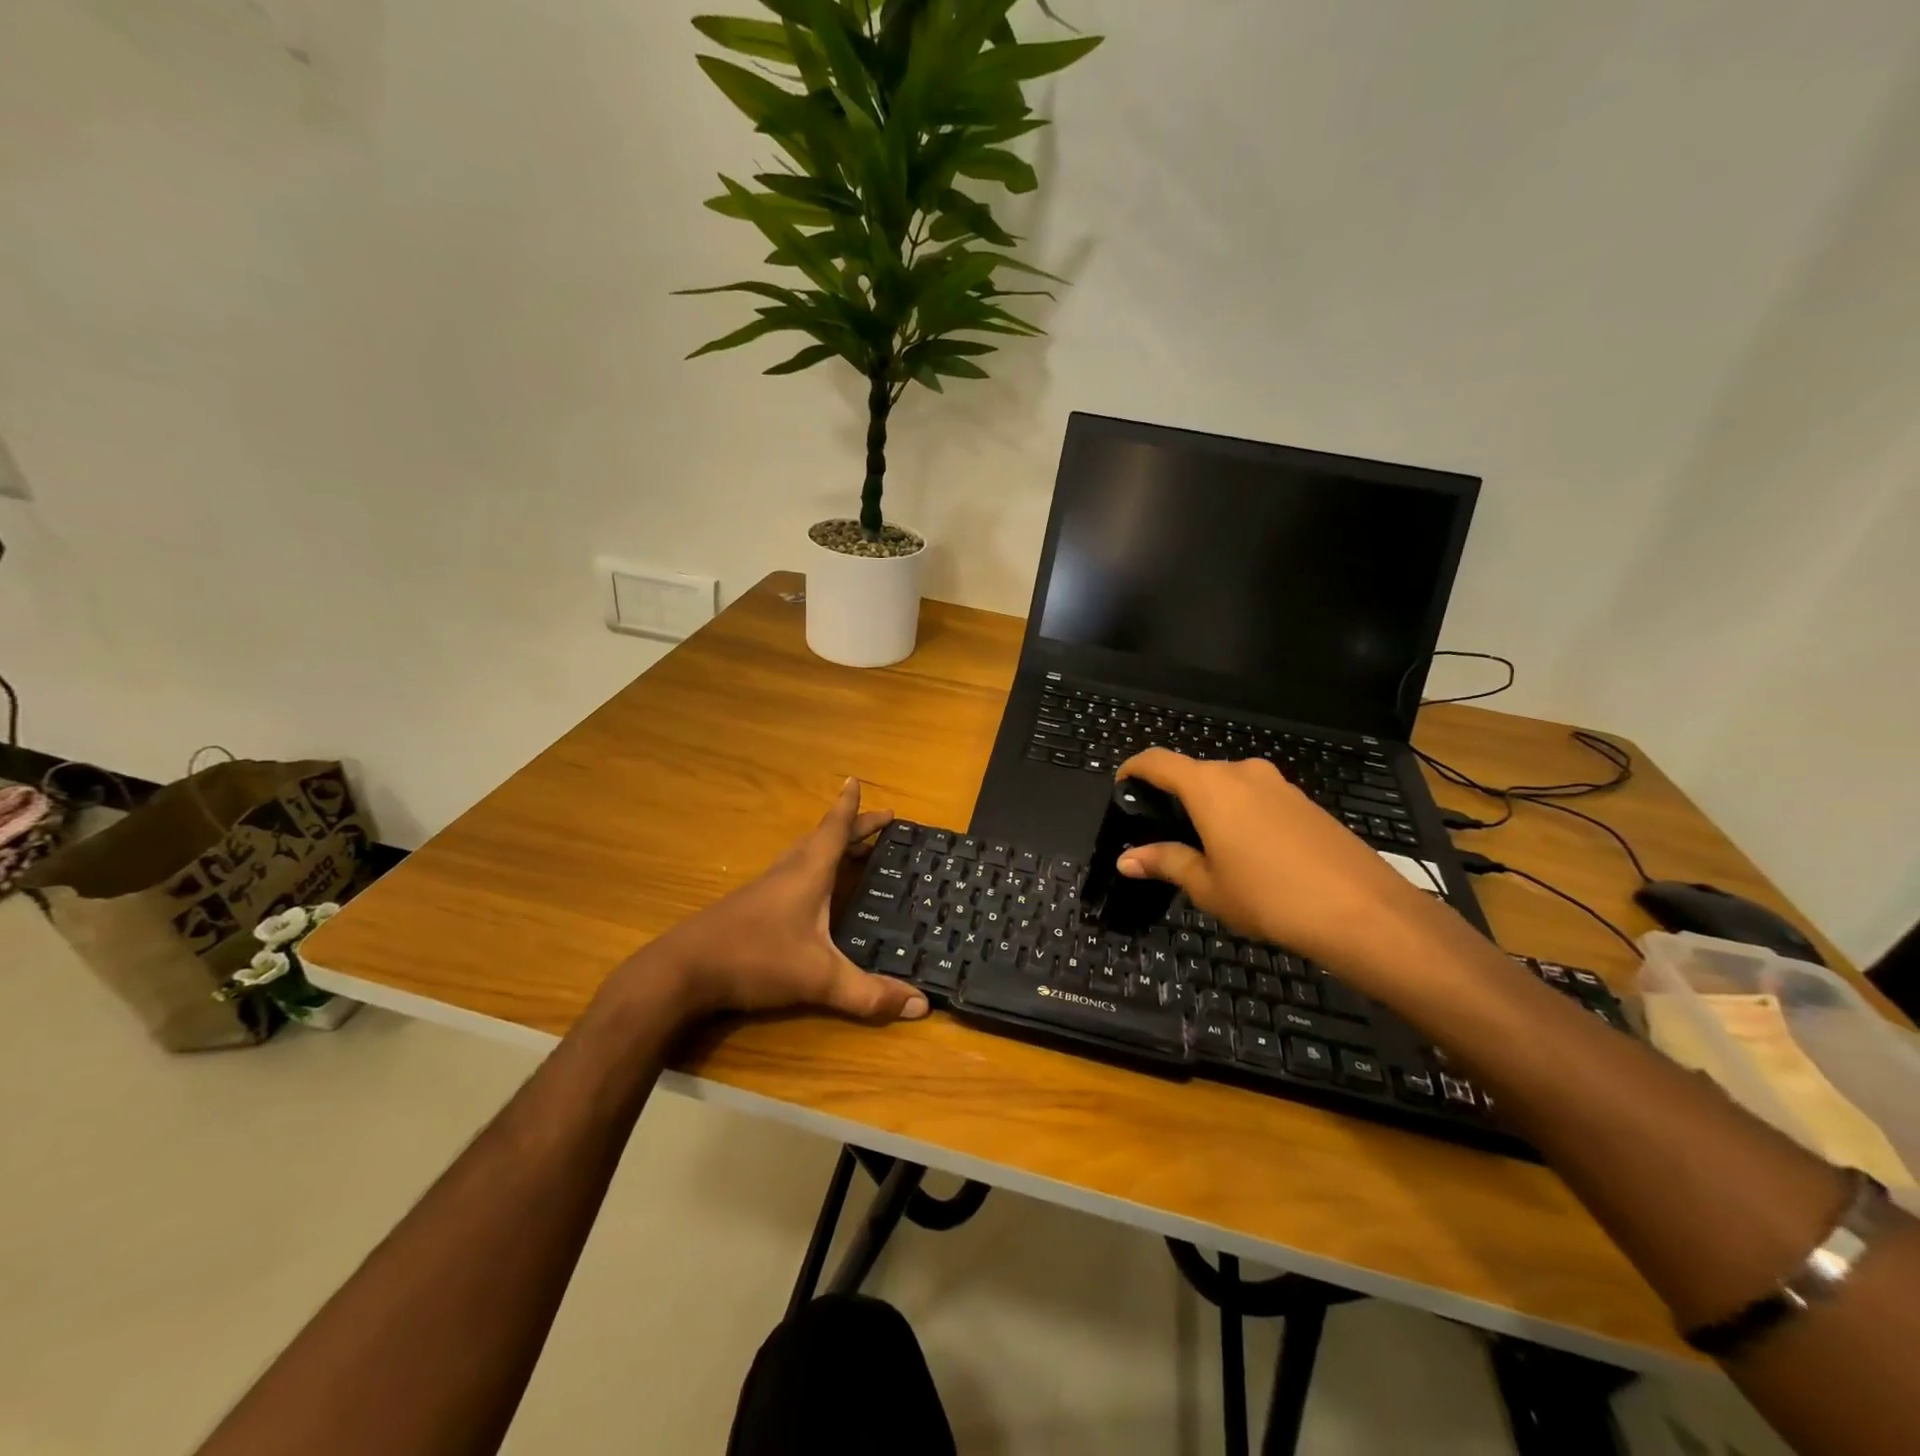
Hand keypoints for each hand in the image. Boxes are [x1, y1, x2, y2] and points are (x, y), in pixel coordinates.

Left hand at [634, 779, 928, 1023]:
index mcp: (808, 873)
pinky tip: (813, 893)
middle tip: (879, 823)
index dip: (851, 807)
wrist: (682, 971)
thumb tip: (921, 1005)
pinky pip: (792, 875)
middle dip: (852, 828)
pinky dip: (812, 870)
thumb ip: (868, 994)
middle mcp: (788, 872)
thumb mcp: (819, 979)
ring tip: (852, 851)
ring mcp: (766, 889)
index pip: (835, 829)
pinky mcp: (750, 908)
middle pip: (823, 839)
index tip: (857, 780)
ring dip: (830, 848)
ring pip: (804, 856)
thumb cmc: (755, 958)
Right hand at [1112, 749, 1430, 972]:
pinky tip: (1249, 854)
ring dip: (1210, 807)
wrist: (1363, 911)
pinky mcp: (1305, 802)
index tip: (1121, 787)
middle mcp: (1242, 772)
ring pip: (1229, 786)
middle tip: (1162, 833)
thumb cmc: (1269, 896)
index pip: (1158, 761)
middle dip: (1174, 796)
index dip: (1133, 769)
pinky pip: (1258, 799)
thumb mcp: (1207, 885)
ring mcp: (1279, 785)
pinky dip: (1241, 815)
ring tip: (1206, 848)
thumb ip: (1166, 862)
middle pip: (1195, 773)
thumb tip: (1126, 859)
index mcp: (1209, 786)